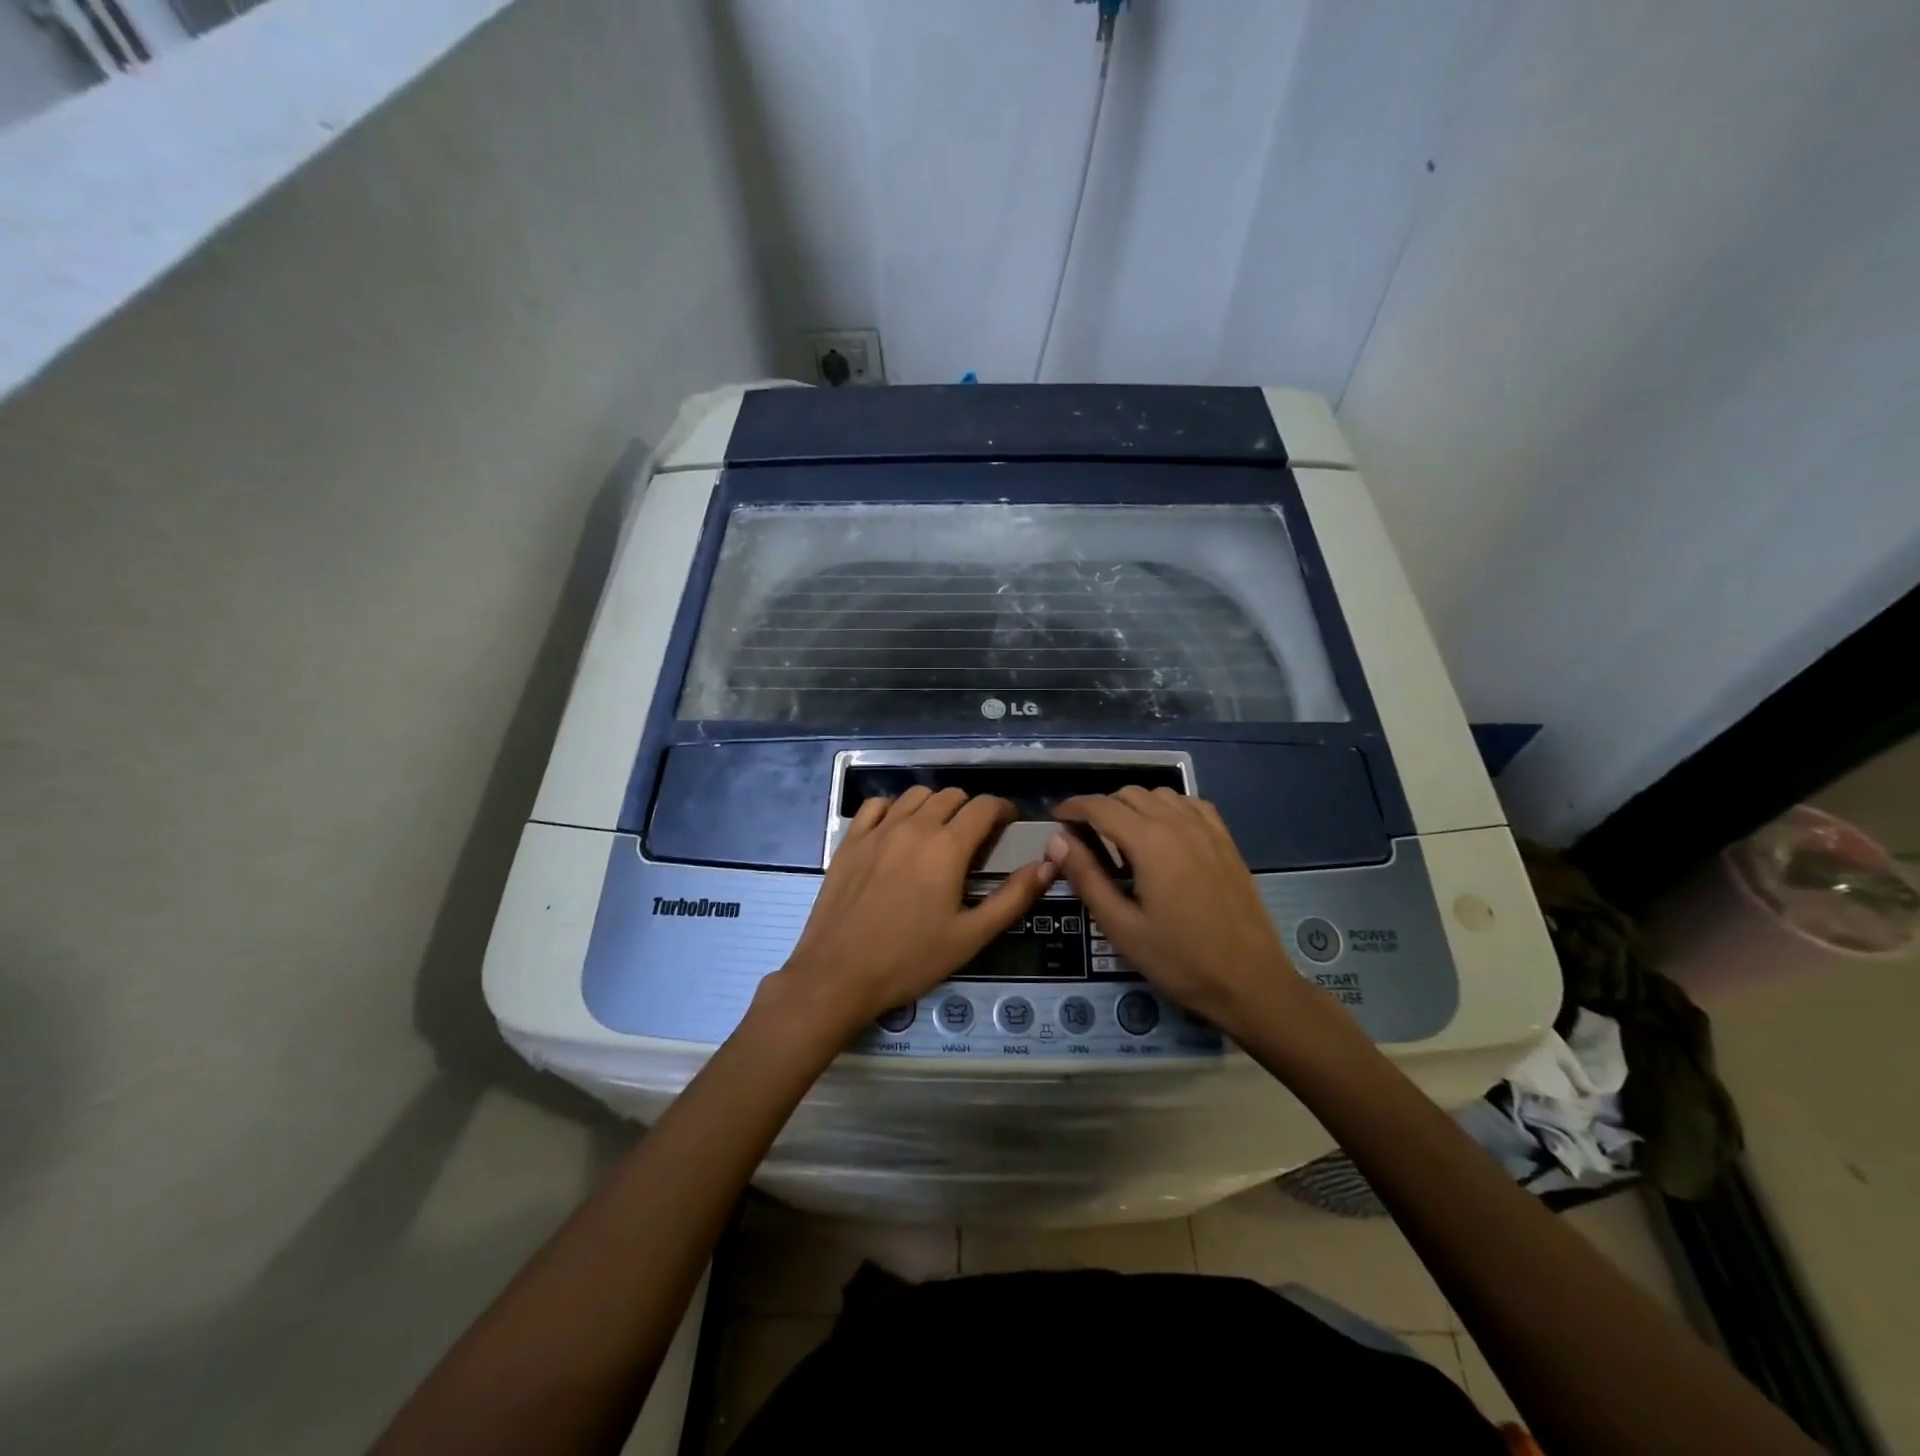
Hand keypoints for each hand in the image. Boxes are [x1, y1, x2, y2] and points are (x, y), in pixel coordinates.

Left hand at [765, 788, 1054, 1041]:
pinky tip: (898, 830)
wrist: (838, 974)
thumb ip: (1013, 897)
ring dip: (935, 805)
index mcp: (947, 848)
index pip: (984, 806)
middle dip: (971, 810)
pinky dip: (895, 808)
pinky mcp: (850, 840)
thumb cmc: (910, 959)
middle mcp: (913, 827)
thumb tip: (1048, 865)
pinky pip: (877, 805)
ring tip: (939, 832)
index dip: (1003, 810)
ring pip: (915, 795)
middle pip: (951, 796)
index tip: (1009, 824)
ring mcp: (877, 830)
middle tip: (976, 838)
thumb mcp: (971, 936)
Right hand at [1046, 789, 1308, 1037]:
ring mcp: (1207, 829)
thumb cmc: (1180, 960)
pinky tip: (1163, 834)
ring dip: (1133, 806)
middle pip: (1128, 794)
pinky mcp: (1226, 840)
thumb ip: (1086, 877)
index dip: (1072, 808)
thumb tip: (1057, 840)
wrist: (1250, 982)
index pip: (1100, 806)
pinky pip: (1189, 804)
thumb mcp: (1121, 927)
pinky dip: (1167, 808)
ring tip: (1121, 838)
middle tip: (1084, 838)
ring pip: (1159, 794)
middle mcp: (1178, 823)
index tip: (1056, 820)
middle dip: (1100, 808)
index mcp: (1150, 842)